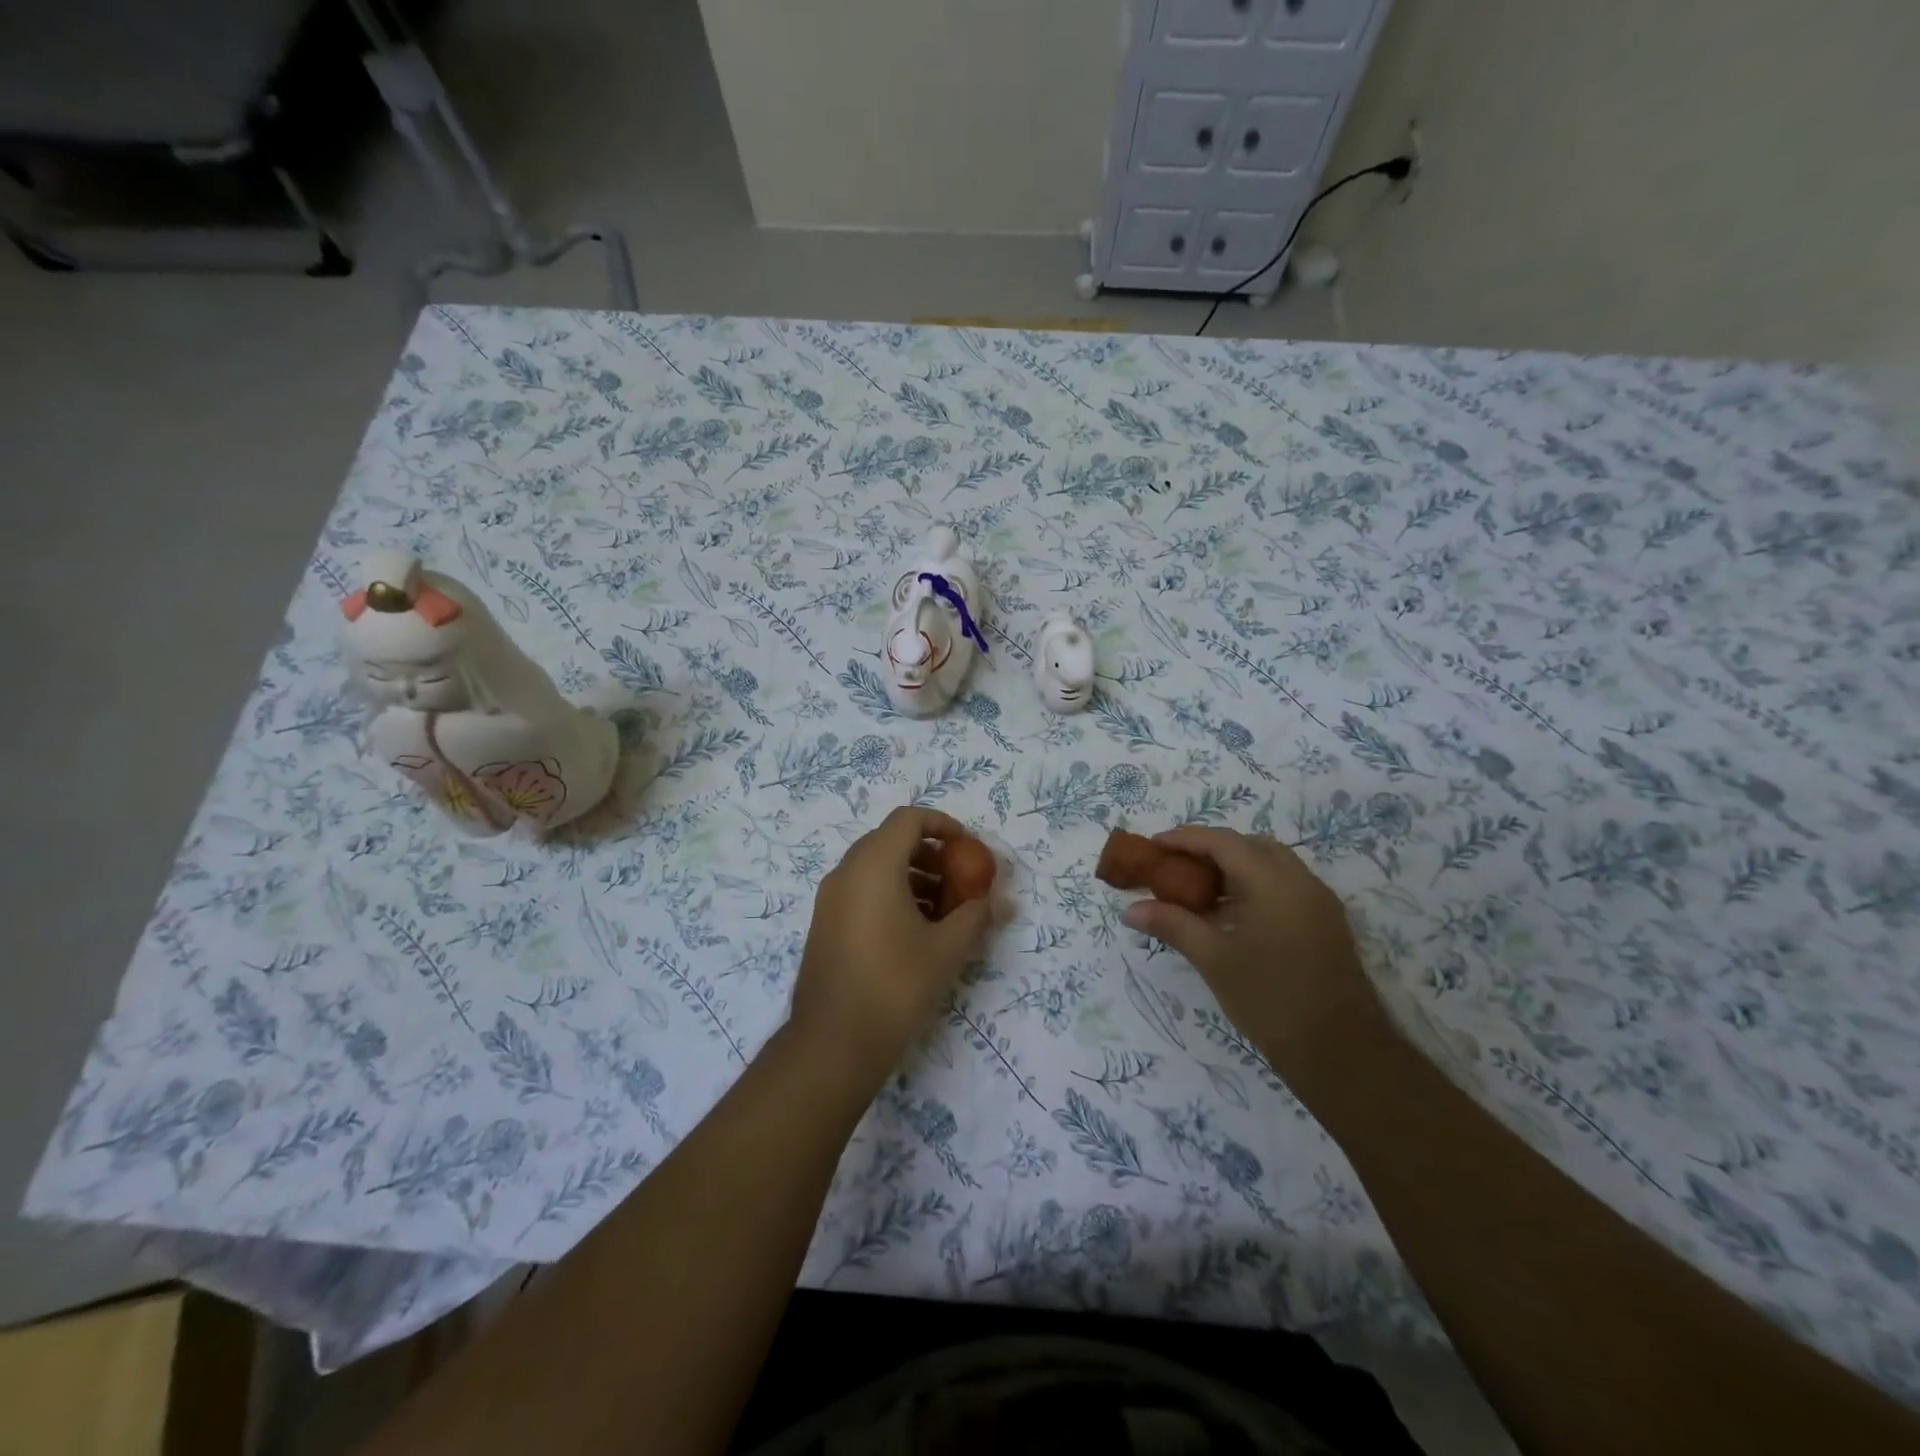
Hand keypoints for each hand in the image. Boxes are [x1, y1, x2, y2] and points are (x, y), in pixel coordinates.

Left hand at [788, 806, 994, 1085]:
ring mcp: (830, 899)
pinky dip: (890, 894)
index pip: (908, 819)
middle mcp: (846, 872)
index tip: (967, 847)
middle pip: (891, 840)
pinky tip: (915, 931)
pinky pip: (861, 890)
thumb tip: (1003, 902)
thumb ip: (976, 916)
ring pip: (875, 867)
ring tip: (942, 910)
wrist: (833, 1044)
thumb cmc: (895, 986)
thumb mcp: (947, 949)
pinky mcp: (825, 924)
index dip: (942, 824)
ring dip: (911, 876)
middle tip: (958, 879)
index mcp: (874, 866)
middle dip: (930, 853)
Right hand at [1121, 827, 1383, 1086]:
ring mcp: (1318, 902)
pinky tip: (1228, 914)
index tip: (1153, 846)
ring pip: (1269, 865)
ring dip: (1232, 868)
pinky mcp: (1325, 923)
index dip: (1185, 838)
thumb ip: (1172, 925)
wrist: (1342, 1054)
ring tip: (1196, 890)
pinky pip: (1283, 886)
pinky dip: (1252, 886)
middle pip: (1249, 845)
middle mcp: (1301, 881)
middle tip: (1174, 866)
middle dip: (1210, 849)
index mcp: (1274, 882)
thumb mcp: (1214, 960)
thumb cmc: (1271, 1000)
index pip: (1223, 841)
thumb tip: (1130, 910)